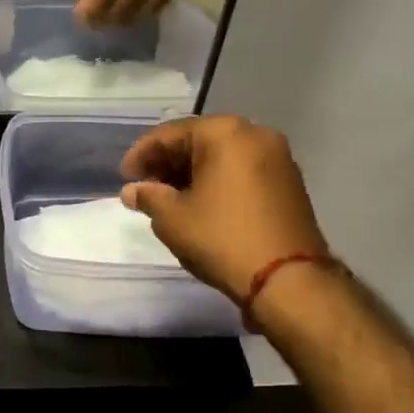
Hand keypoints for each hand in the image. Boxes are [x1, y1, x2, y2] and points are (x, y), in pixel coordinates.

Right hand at [120, 115, 328, 304]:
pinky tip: (200, 204)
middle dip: (168, 163)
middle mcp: (255, 134)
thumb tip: (132, 191)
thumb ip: (148, 197)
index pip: (170, 134)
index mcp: (225, 132)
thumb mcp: (173, 218)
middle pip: (199, 140)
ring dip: (192, 173)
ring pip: (222, 156)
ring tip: (169, 199)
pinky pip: (242, 170)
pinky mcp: (289, 182)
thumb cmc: (223, 238)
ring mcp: (278, 158)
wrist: (289, 280)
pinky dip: (217, 181)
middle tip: (145, 188)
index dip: (142, 154)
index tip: (124, 177)